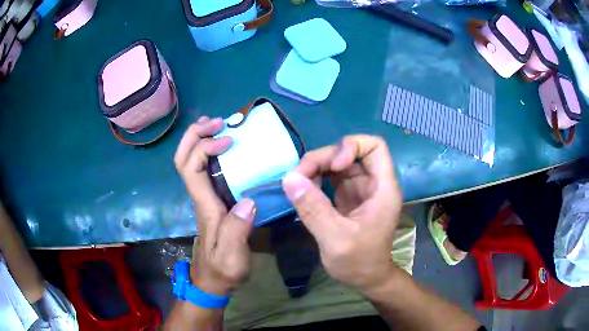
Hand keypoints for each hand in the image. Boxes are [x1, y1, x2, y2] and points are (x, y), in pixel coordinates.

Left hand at [174, 116, 255, 295]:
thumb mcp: (232, 256)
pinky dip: (208, 151)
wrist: (214, 281)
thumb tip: (248, 200)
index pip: (191, 169)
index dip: (204, 148)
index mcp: (204, 206)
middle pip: (183, 159)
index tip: (227, 140)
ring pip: (190, 162)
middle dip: (194, 135)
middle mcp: (199, 197)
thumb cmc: (223, 268)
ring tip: (217, 125)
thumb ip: (237, 231)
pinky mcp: (211, 200)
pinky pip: (203, 169)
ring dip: (199, 139)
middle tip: (216, 121)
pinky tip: (222, 147)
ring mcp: (204, 198)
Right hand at [282, 135, 402, 292]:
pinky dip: (316, 178)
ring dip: (316, 167)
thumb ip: (313, 209)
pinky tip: (304, 190)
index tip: (333, 166)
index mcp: (382, 188)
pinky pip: (331, 176)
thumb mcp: (335, 238)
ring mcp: (360, 188)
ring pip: (338, 162)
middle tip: (298, 176)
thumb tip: (289, 178)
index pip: (375, 146)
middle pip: (350, 151)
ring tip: (297, 183)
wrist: (366, 279)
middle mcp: (373, 182)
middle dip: (323, 158)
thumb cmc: (359, 262)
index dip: (351, 146)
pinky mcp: (348, 196)